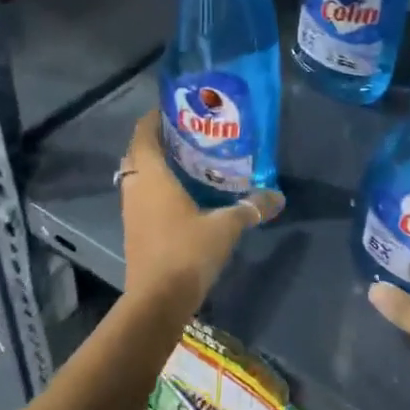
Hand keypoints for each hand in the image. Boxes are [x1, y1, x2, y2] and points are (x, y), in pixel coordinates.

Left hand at [119, 109, 283, 314]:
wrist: (157, 300)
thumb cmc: (187, 252)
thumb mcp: (225, 227)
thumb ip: (251, 207)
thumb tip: (278, 197)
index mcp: (151, 176)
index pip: (143, 133)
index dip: (154, 118)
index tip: (175, 108)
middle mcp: (135, 188)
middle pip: (138, 153)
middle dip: (158, 140)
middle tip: (187, 133)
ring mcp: (131, 211)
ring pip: (138, 176)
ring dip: (155, 165)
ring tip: (187, 160)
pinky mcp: (134, 230)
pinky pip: (141, 196)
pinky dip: (156, 187)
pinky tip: (182, 193)